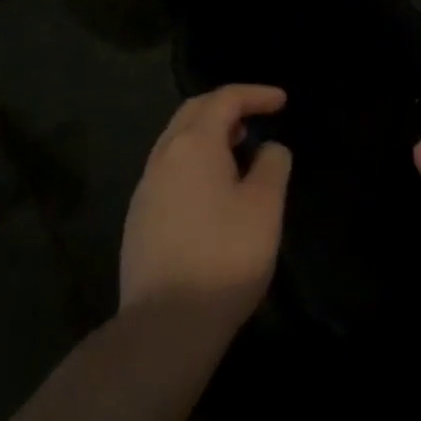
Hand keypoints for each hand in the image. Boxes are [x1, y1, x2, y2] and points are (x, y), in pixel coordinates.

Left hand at [120, 85, 292, 329]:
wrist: (164, 327)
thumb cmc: (224, 257)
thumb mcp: (265, 206)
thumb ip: (272, 164)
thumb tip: (267, 149)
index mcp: (194, 144)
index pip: (225, 99)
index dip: (256, 94)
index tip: (282, 101)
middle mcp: (163, 156)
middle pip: (194, 112)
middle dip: (227, 106)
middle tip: (256, 116)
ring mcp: (145, 189)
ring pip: (177, 141)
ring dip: (209, 134)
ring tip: (238, 149)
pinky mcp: (138, 219)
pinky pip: (169, 170)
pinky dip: (194, 162)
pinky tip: (212, 190)